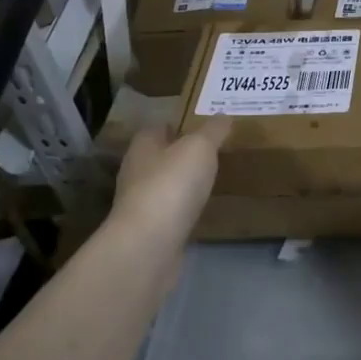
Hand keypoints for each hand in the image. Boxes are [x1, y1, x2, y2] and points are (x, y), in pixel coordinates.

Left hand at [110, 118, 230, 244]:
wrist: (150, 244)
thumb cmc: (172, 184)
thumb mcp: (200, 148)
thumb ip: (213, 130)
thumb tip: (224, 115)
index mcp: (144, 146)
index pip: (157, 128)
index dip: (177, 124)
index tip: (202, 125)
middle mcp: (137, 172)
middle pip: (160, 156)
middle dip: (182, 153)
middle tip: (213, 151)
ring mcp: (142, 203)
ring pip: (166, 184)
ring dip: (184, 182)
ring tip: (212, 179)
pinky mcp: (151, 230)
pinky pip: (172, 211)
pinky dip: (186, 208)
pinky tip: (204, 209)